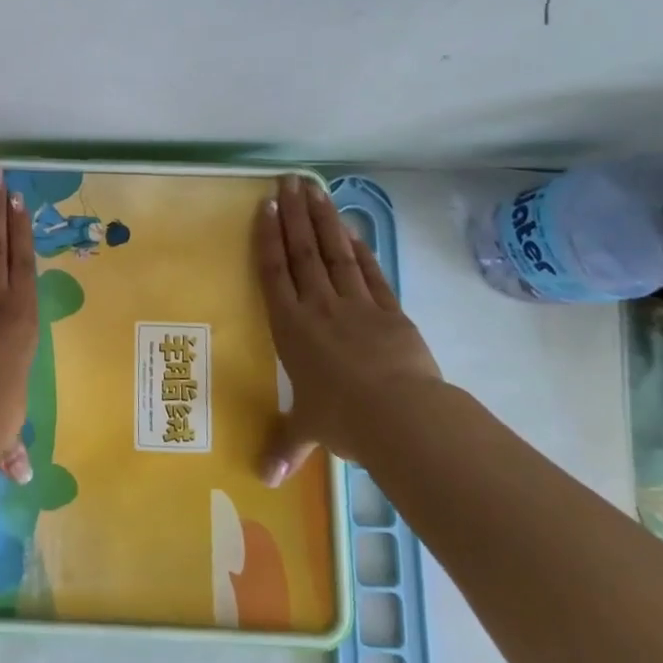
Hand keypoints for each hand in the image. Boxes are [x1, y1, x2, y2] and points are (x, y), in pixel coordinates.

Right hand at [256, 174, 443, 484]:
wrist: (401, 415)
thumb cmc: (343, 419)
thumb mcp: (309, 432)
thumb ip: (285, 446)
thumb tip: (261, 480)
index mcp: (291, 328)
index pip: (274, 272)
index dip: (267, 237)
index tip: (265, 206)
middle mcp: (318, 307)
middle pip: (302, 252)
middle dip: (293, 215)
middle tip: (287, 181)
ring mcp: (355, 304)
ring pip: (334, 252)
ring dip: (323, 219)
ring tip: (313, 189)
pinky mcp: (388, 310)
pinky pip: (370, 271)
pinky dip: (360, 247)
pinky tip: (351, 227)